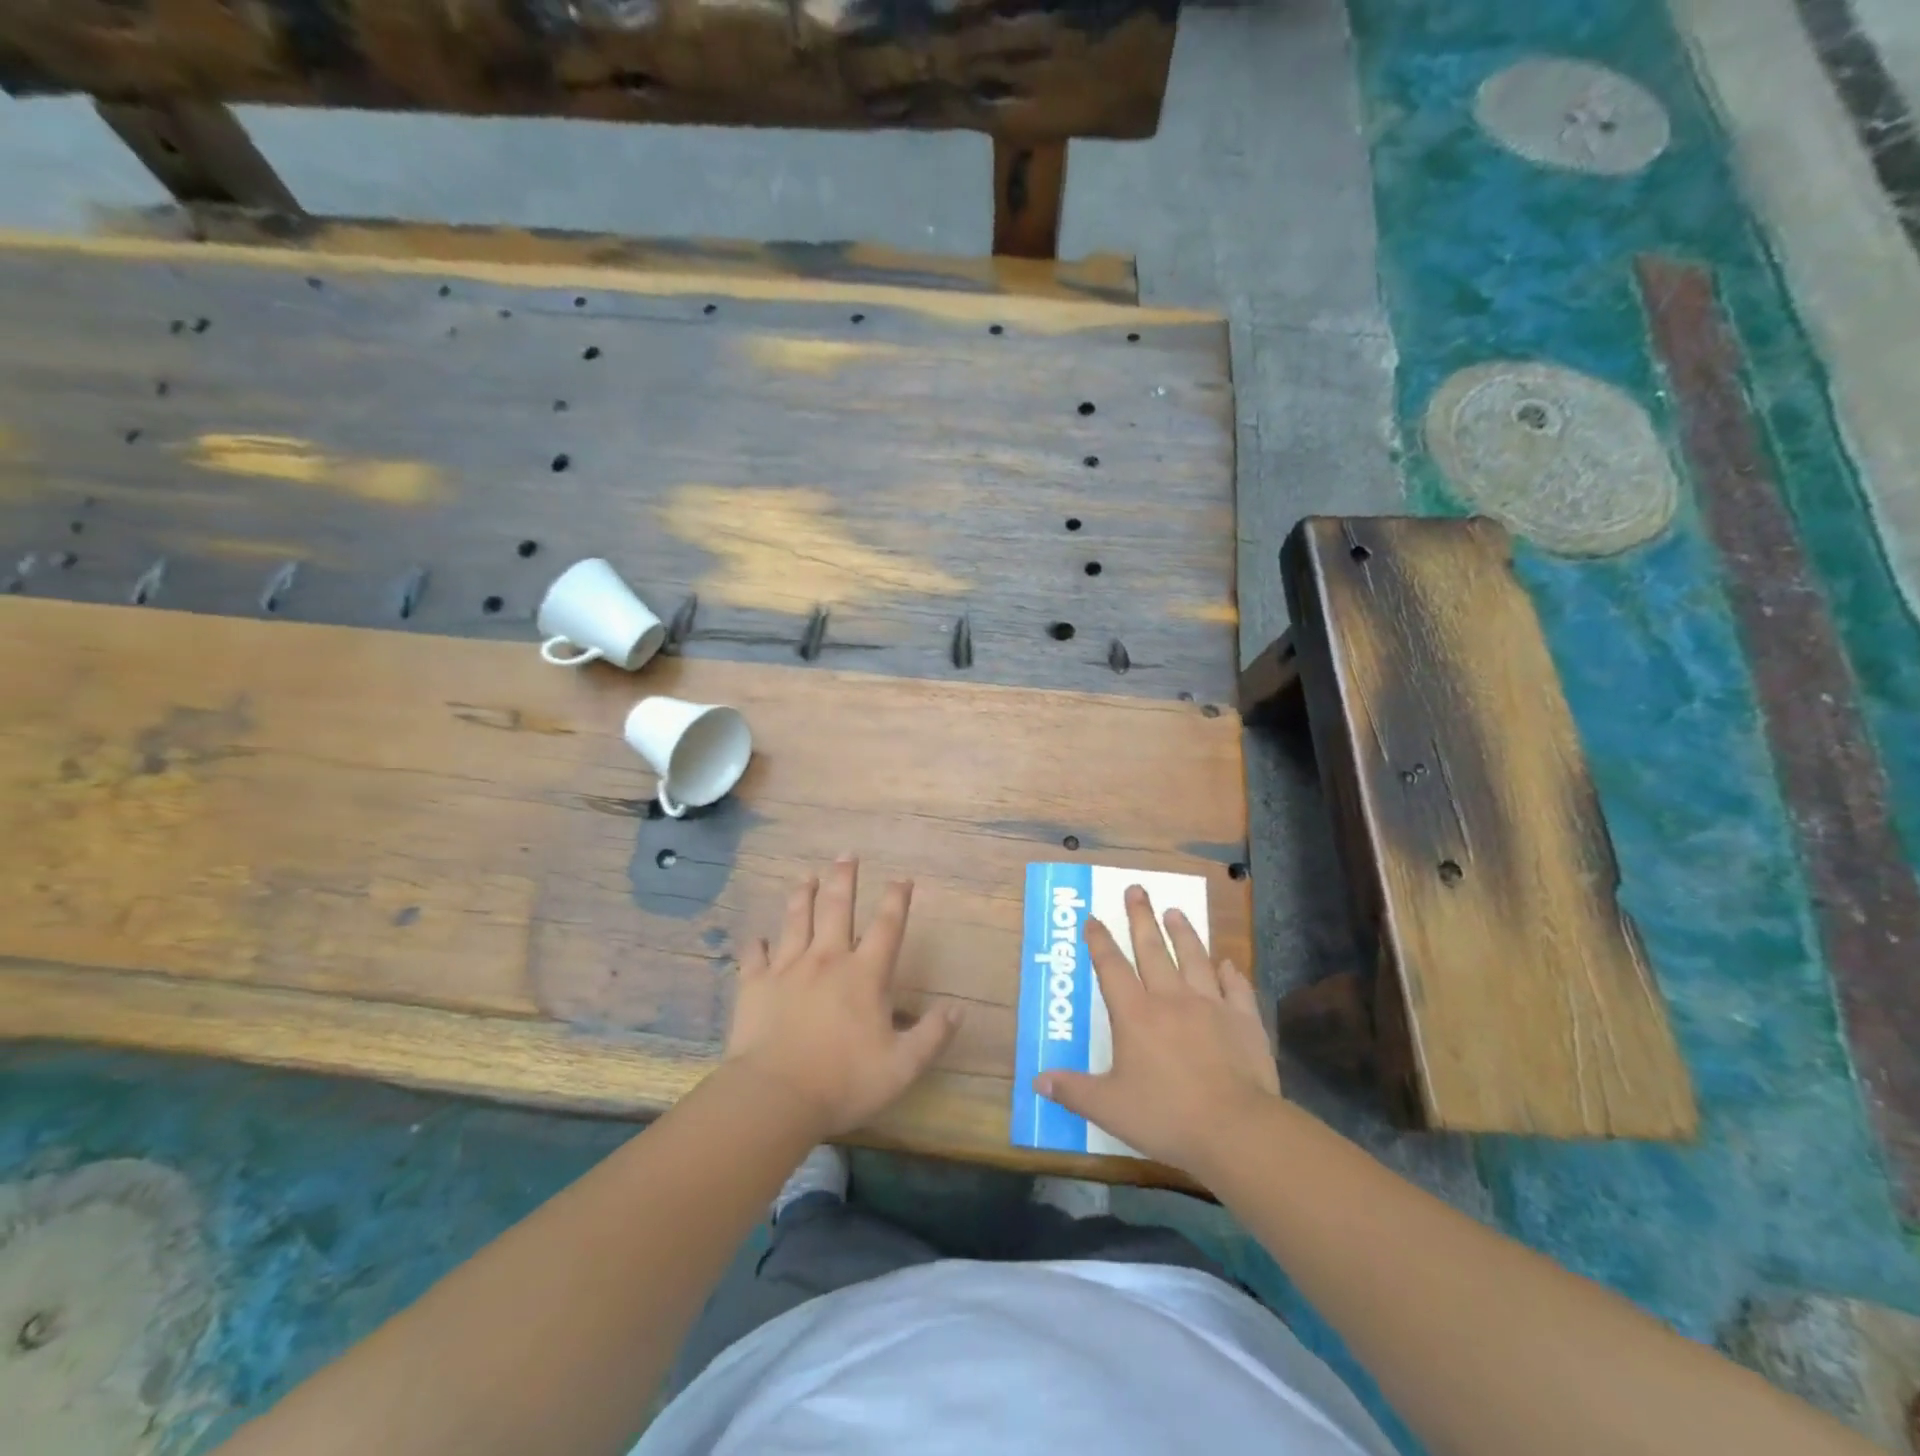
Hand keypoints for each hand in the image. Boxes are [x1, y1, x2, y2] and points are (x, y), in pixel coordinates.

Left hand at [724, 858, 961, 1138]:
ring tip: (806, 877)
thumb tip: (958, 1010)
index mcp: (865, 975)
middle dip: (844, 879)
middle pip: (837, 908)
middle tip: (846, 855)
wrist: (775, 1096)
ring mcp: (787, 969)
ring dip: (803, 896)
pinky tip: (757, 938)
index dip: (897, 899)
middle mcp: (827, 959)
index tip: (902, 878)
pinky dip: (757, 945)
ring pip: (796, 921)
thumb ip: (932, 1035)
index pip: (887, 926)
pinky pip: (754, 957)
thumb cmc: (844, 1081)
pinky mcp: (755, 985)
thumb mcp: (902, 1067)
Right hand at [1037, 884, 1279, 1177]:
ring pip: (1194, 958)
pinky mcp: (1243, 1021)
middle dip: (1141, 918)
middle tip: (1136, 890)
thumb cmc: (1166, 1116)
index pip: (1111, 967)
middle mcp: (1171, 999)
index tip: (1093, 918)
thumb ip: (1073, 1091)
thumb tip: (1037, 1081)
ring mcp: (1211, 1006)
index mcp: (1135, 1014)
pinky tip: (1228, 964)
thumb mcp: (1109, 1108)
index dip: (1099, 941)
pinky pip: (1236, 988)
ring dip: (1183, 933)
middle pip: (1152, 950)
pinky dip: (1230, 974)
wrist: (1236, 1130)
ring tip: (1176, 911)